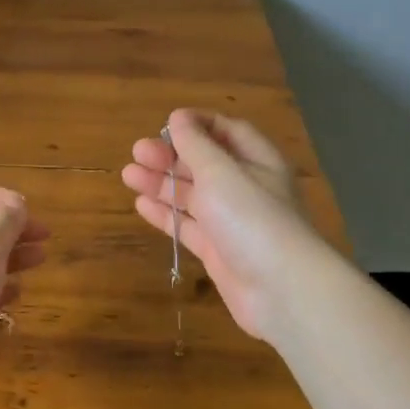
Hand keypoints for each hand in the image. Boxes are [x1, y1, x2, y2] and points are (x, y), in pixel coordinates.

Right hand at [122, 108, 324, 343]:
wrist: (281, 290)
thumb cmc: (252, 218)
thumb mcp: (221, 172)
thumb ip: (196, 144)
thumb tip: (178, 118)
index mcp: (258, 161)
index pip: (228, 131)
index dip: (198, 124)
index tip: (166, 123)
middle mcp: (246, 188)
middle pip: (205, 163)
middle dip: (171, 155)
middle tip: (137, 152)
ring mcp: (232, 222)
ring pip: (192, 195)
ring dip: (162, 183)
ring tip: (128, 175)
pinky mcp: (219, 251)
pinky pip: (188, 226)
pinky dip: (166, 215)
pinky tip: (141, 205)